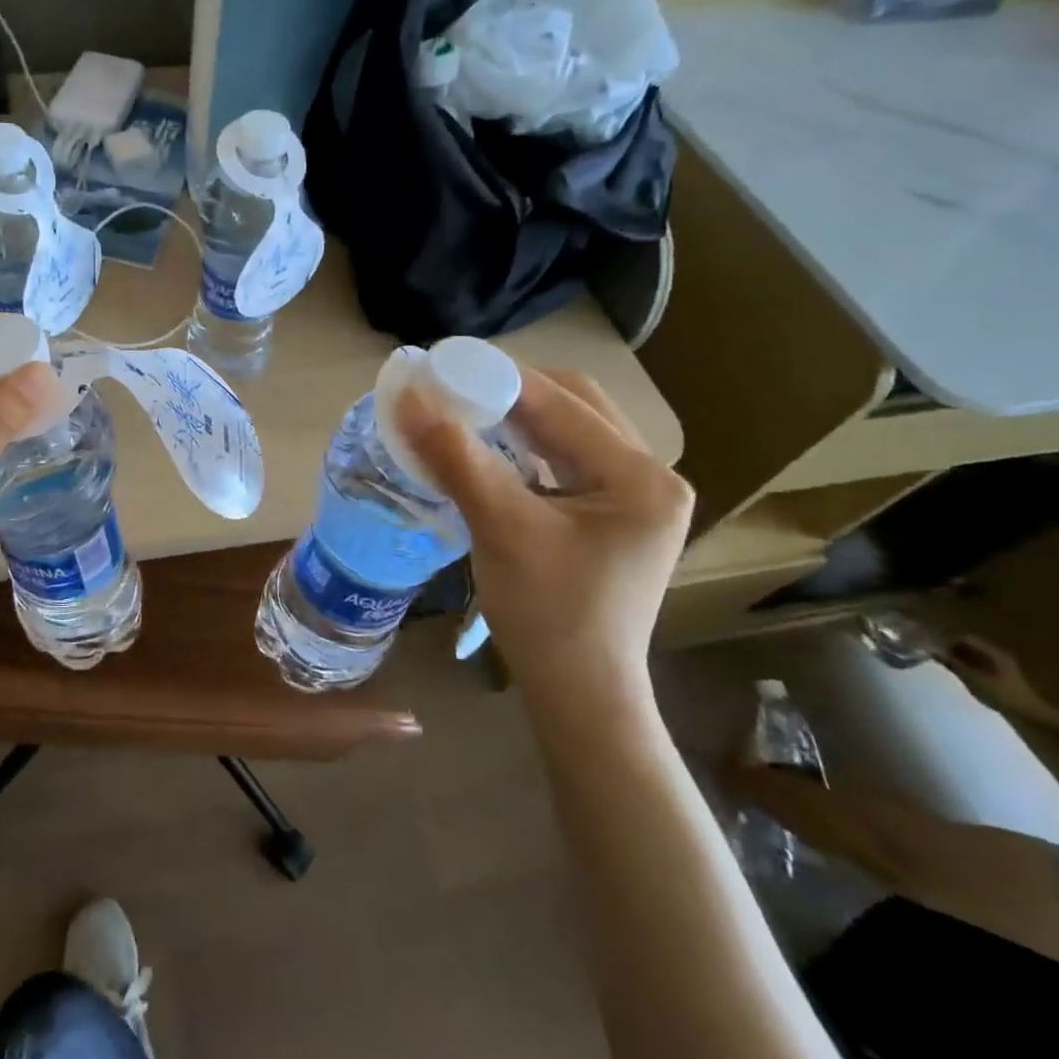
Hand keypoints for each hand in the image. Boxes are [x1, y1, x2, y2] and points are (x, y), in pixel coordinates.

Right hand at [396, 366, 692, 706]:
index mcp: (639, 477)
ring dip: (517, 416)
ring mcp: (635, 498)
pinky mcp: (613, 516)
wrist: (578, 693)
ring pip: (570, 430)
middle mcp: (650, 477)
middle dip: (511, 390)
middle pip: (575, 405)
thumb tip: (408, 399)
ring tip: (464, 410)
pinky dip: (525, 445)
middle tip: (453, 388)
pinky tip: (489, 448)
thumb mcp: (500, 527)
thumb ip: (455, 457)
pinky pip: (566, 459)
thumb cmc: (547, 614)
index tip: (441, 365)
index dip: (497, 376)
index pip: (562, 402)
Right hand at [942, 636, 1048, 719]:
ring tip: (947, 665)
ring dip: (960, 657)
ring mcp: (1003, 664)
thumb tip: (932, 650)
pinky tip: (962, 673)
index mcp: (993, 653)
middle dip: (953, 649)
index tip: (935, 649)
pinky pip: (982, 662)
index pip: (966, 638)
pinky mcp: (1004, 673)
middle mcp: (999, 654)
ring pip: (976, 654)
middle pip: (971, 645)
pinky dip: (969, 664)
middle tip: (938, 657)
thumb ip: (952, 664)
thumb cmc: (1002, 694)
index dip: (948, 641)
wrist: (1032, 713)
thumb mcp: (973, 679)